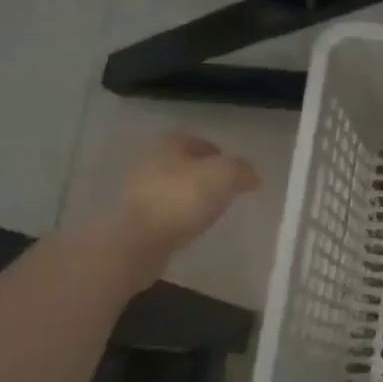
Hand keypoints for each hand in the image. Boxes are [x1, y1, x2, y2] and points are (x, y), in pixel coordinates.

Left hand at [110, 132, 259, 282]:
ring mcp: (135, 193)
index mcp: (167, 146)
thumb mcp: (224, 176)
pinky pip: (161, 213)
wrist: (136, 242)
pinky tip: (190, 228)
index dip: (214, 150)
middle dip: (200, 173)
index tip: (232, 167)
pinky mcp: (131, 221)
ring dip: (187, 196)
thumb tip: (251, 175)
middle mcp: (147, 163)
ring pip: (169, 188)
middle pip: (179, 164)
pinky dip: (176, 217)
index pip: (192, 140)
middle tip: (223, 188)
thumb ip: (241, 170)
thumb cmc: (181, 199)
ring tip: (209, 210)